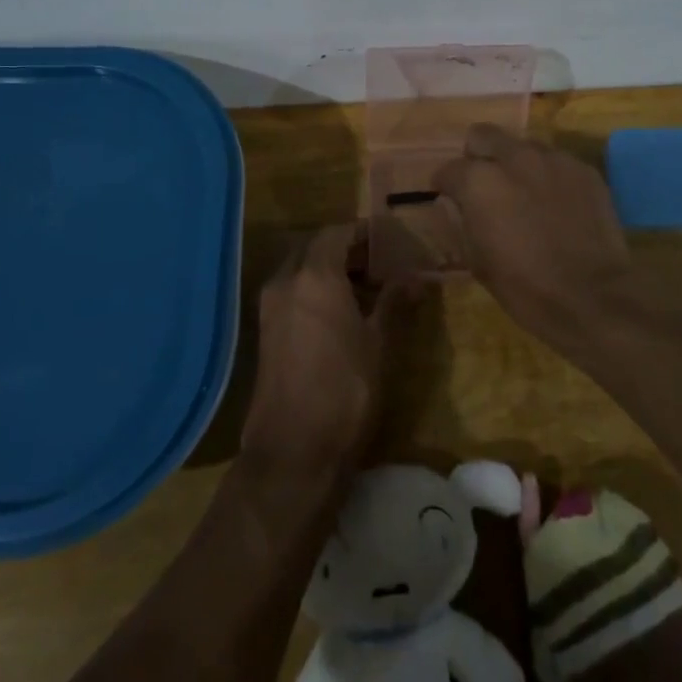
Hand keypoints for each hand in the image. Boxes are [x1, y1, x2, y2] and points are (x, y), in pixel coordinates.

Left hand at [240, 225, 400, 478]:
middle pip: (315, 247)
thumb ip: (394, 301)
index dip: (363, 232)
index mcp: (314, 275)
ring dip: (328, 268)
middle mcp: (286, 281)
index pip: (337, 232)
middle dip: (345, 248)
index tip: (388, 238)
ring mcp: (270, 306)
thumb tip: (416, 276)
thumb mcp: (378, 343)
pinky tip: (338, 311)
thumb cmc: (345, 389)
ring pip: (300, 269)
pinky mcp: (265, 331)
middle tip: (378, 261)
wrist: (294, 450)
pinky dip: (313, 289)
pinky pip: (291, 292)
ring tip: (364, 285)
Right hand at [432, 125, 640, 347]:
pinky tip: (556, 204)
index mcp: (479, 181)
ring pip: (522, 146)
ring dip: (516, 164)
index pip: (449, 169)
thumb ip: (459, 221)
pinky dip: (549, 176)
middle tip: (486, 186)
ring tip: (525, 195)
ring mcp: (553, 159)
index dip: (446, 185)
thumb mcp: (476, 261)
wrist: (593, 298)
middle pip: (483, 135)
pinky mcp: (584, 169)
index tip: (451, 199)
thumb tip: (453, 204)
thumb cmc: (524, 287)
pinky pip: (556, 162)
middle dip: (478, 156)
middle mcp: (514, 158)